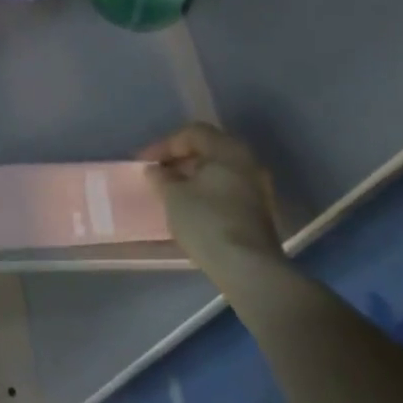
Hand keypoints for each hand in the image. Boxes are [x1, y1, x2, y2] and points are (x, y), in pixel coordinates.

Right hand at [140, 124, 284, 270]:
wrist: (248, 269)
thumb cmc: (207, 222)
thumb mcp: (173, 196)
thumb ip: (161, 177)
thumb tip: (156, 170)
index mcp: (228, 150)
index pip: (192, 133)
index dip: (164, 145)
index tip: (144, 162)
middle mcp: (247, 162)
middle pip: (208, 150)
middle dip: (178, 160)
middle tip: (157, 174)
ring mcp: (257, 188)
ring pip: (218, 172)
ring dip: (192, 178)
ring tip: (170, 192)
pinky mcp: (259, 212)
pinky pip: (227, 190)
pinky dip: (206, 193)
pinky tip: (190, 208)